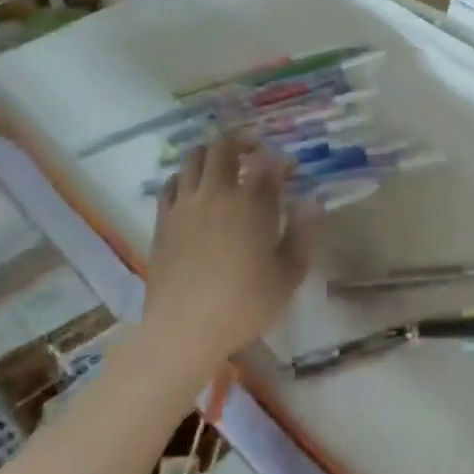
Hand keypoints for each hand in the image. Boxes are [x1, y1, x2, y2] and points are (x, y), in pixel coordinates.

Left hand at [141, 138, 314, 375]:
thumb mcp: (289, 274)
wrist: (185, 329)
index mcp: (251, 204)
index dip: (279, 163)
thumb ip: (301, 234)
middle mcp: (216, 194)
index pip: (267, 166)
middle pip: (223, 149)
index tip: (287, 170)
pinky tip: (193, 190)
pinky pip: (171, 183)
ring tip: (222, 167)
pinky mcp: (163, 221)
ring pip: (192, 159)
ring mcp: (184, 205)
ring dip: (210, 154)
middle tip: (253, 154)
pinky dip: (185, 176)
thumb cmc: (245, 304)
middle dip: (241, 144)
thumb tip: (310, 203)